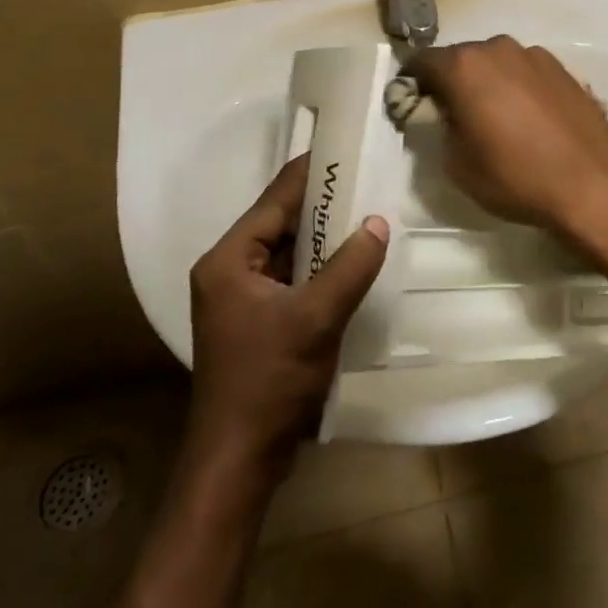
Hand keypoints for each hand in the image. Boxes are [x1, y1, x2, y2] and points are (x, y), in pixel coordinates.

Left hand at [186, 155, 389, 480]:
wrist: (240, 459)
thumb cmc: (269, 381)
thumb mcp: (315, 318)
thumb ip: (350, 266)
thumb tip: (379, 222)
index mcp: (229, 260)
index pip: (274, 200)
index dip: (310, 174)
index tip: (345, 149)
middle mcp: (230, 271)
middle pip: (281, 224)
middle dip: (324, 206)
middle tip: (367, 180)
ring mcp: (244, 299)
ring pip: (291, 253)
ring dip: (325, 239)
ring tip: (368, 213)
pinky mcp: (260, 322)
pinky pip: (295, 280)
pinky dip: (322, 268)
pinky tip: (355, 260)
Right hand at [407, 36, 607, 238]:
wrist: (594, 184)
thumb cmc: (516, 176)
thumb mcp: (457, 163)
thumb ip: (439, 128)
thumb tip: (443, 114)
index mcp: (465, 66)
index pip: (422, 62)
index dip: (412, 84)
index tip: (413, 107)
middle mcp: (499, 48)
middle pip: (462, 58)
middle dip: (452, 82)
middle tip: (454, 117)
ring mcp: (535, 55)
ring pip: (496, 64)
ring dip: (487, 83)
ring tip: (495, 120)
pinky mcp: (564, 69)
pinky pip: (525, 73)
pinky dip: (517, 88)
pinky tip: (528, 121)